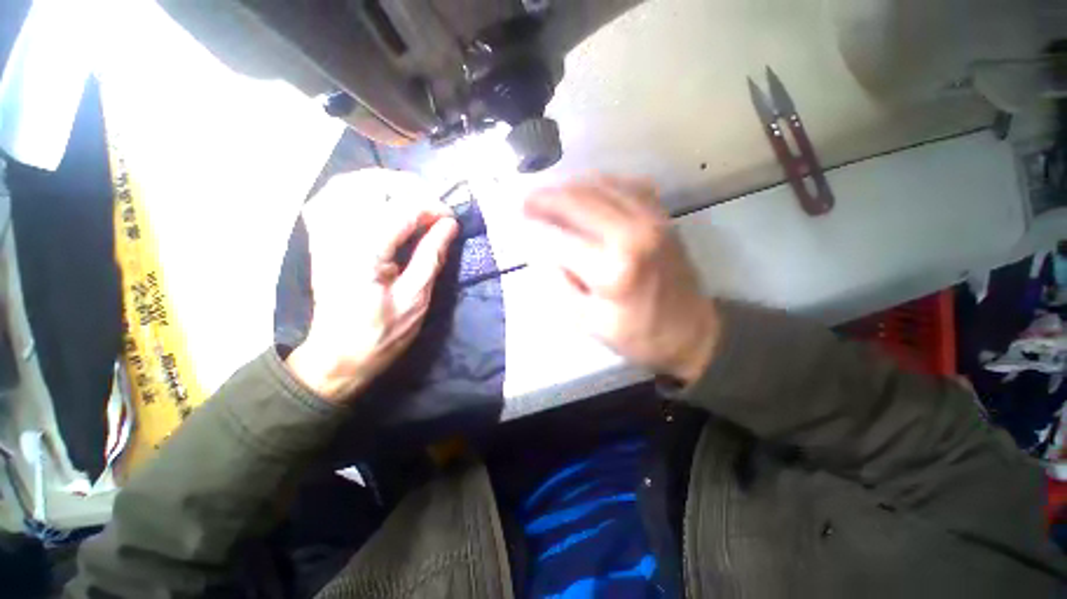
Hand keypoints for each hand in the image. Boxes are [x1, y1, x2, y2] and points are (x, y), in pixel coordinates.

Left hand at [285, 170, 458, 402]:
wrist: (338, 356)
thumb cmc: (381, 334)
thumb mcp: (416, 299)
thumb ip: (430, 256)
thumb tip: (448, 224)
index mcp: (363, 253)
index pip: (401, 210)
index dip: (431, 208)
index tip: (451, 219)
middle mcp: (337, 235)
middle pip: (370, 186)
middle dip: (408, 188)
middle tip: (433, 206)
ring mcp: (323, 235)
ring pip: (347, 185)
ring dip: (382, 184)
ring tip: (410, 197)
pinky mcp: (320, 240)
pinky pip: (330, 198)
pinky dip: (355, 190)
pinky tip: (375, 200)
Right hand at [522, 176, 718, 383]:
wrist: (691, 330)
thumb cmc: (638, 334)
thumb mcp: (589, 323)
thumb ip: (561, 285)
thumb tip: (542, 252)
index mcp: (613, 269)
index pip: (560, 238)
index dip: (535, 227)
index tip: (516, 220)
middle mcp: (633, 234)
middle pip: (579, 201)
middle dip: (546, 198)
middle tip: (525, 200)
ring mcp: (651, 219)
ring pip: (601, 185)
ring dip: (569, 186)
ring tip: (549, 195)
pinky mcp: (662, 216)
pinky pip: (626, 184)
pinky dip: (600, 182)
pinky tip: (585, 190)